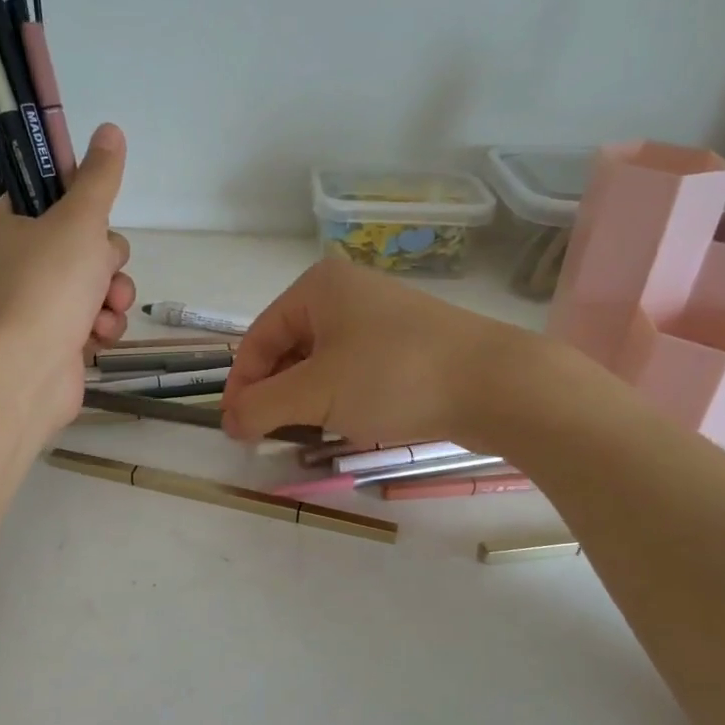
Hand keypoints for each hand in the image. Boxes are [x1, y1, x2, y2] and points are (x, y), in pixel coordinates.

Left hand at [0, 123, 135, 430]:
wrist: (24, 373)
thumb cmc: (45, 286)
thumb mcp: (79, 221)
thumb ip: (99, 178)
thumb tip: (110, 130)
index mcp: (2, 227)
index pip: (48, 199)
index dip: (80, 205)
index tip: (96, 216)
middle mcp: (11, 264)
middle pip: (80, 243)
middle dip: (104, 260)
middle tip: (99, 269)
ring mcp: (31, 305)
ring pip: (92, 283)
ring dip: (109, 294)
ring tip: (103, 309)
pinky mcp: (51, 339)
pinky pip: (90, 318)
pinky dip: (100, 325)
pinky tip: (97, 335)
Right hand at [220, 258, 538, 447]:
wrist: (496, 383)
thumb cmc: (392, 377)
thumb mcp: (315, 394)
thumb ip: (261, 407)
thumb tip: (229, 421)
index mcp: (316, 287)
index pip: (257, 339)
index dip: (242, 386)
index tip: (236, 431)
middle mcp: (346, 292)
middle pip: (288, 349)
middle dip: (276, 394)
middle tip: (272, 437)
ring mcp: (380, 317)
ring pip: (322, 363)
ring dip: (308, 400)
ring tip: (310, 433)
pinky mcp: (407, 343)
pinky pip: (355, 369)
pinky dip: (341, 397)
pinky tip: (349, 423)